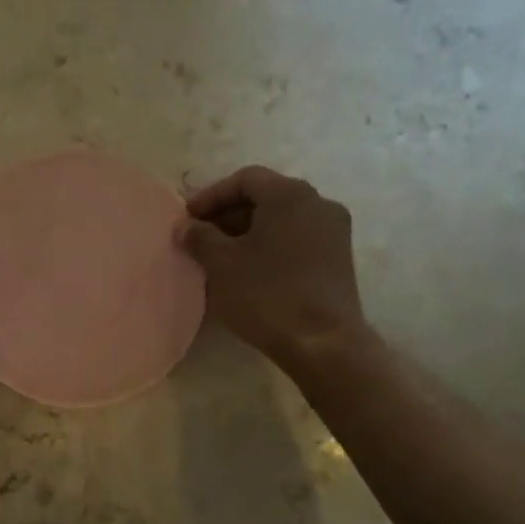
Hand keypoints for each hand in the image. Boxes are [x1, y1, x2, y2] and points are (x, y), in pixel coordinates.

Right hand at [176, 166, 369, 373]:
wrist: (324, 344)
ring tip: (220, 258)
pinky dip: (270, 247)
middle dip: (228, 215)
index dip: (211, 196)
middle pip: (265, 197)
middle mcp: (318, 203)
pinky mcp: (339, 259)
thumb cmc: (267, 294)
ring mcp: (333, 232)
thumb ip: (199, 237)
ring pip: (281, 220)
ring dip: (248, 233)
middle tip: (200, 238)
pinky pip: (296, 240)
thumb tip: (185, 226)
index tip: (188, 219)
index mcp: (290, 194)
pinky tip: (249, 272)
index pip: (245, 179)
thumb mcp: (221, 263)